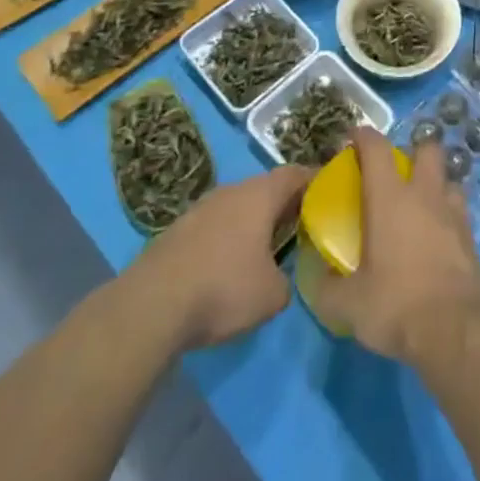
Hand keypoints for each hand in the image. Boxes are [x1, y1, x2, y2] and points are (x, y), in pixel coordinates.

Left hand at [127, 164, 310, 350]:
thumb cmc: (222, 289)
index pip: (296, 173)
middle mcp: (233, 190)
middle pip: (266, 188)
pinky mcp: (177, 230)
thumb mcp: (272, 295)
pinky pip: (214, 225)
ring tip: (263, 248)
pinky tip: (225, 266)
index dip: (315, 181)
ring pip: (238, 206)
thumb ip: (288, 280)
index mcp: (261, 194)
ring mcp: (201, 207)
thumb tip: (282, 278)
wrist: (151, 306)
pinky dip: (227, 237)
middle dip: (283, 204)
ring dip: (252, 221)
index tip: (329, 194)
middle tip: (300, 225)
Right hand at [312, 127, 479, 364]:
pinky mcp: (471, 235)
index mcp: (390, 198)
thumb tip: (316, 277)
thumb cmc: (397, 304)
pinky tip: (437, 237)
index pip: (376, 148)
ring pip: (448, 178)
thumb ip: (326, 288)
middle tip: (396, 174)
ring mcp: (453, 211)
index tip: (352, 138)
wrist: (457, 327)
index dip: (363, 136)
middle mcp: (424, 194)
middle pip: (427, 149)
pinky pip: (459, 211)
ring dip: (435, 184)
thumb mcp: (348, 305)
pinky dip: (447, 215)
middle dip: (413, 152)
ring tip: (420, 206)